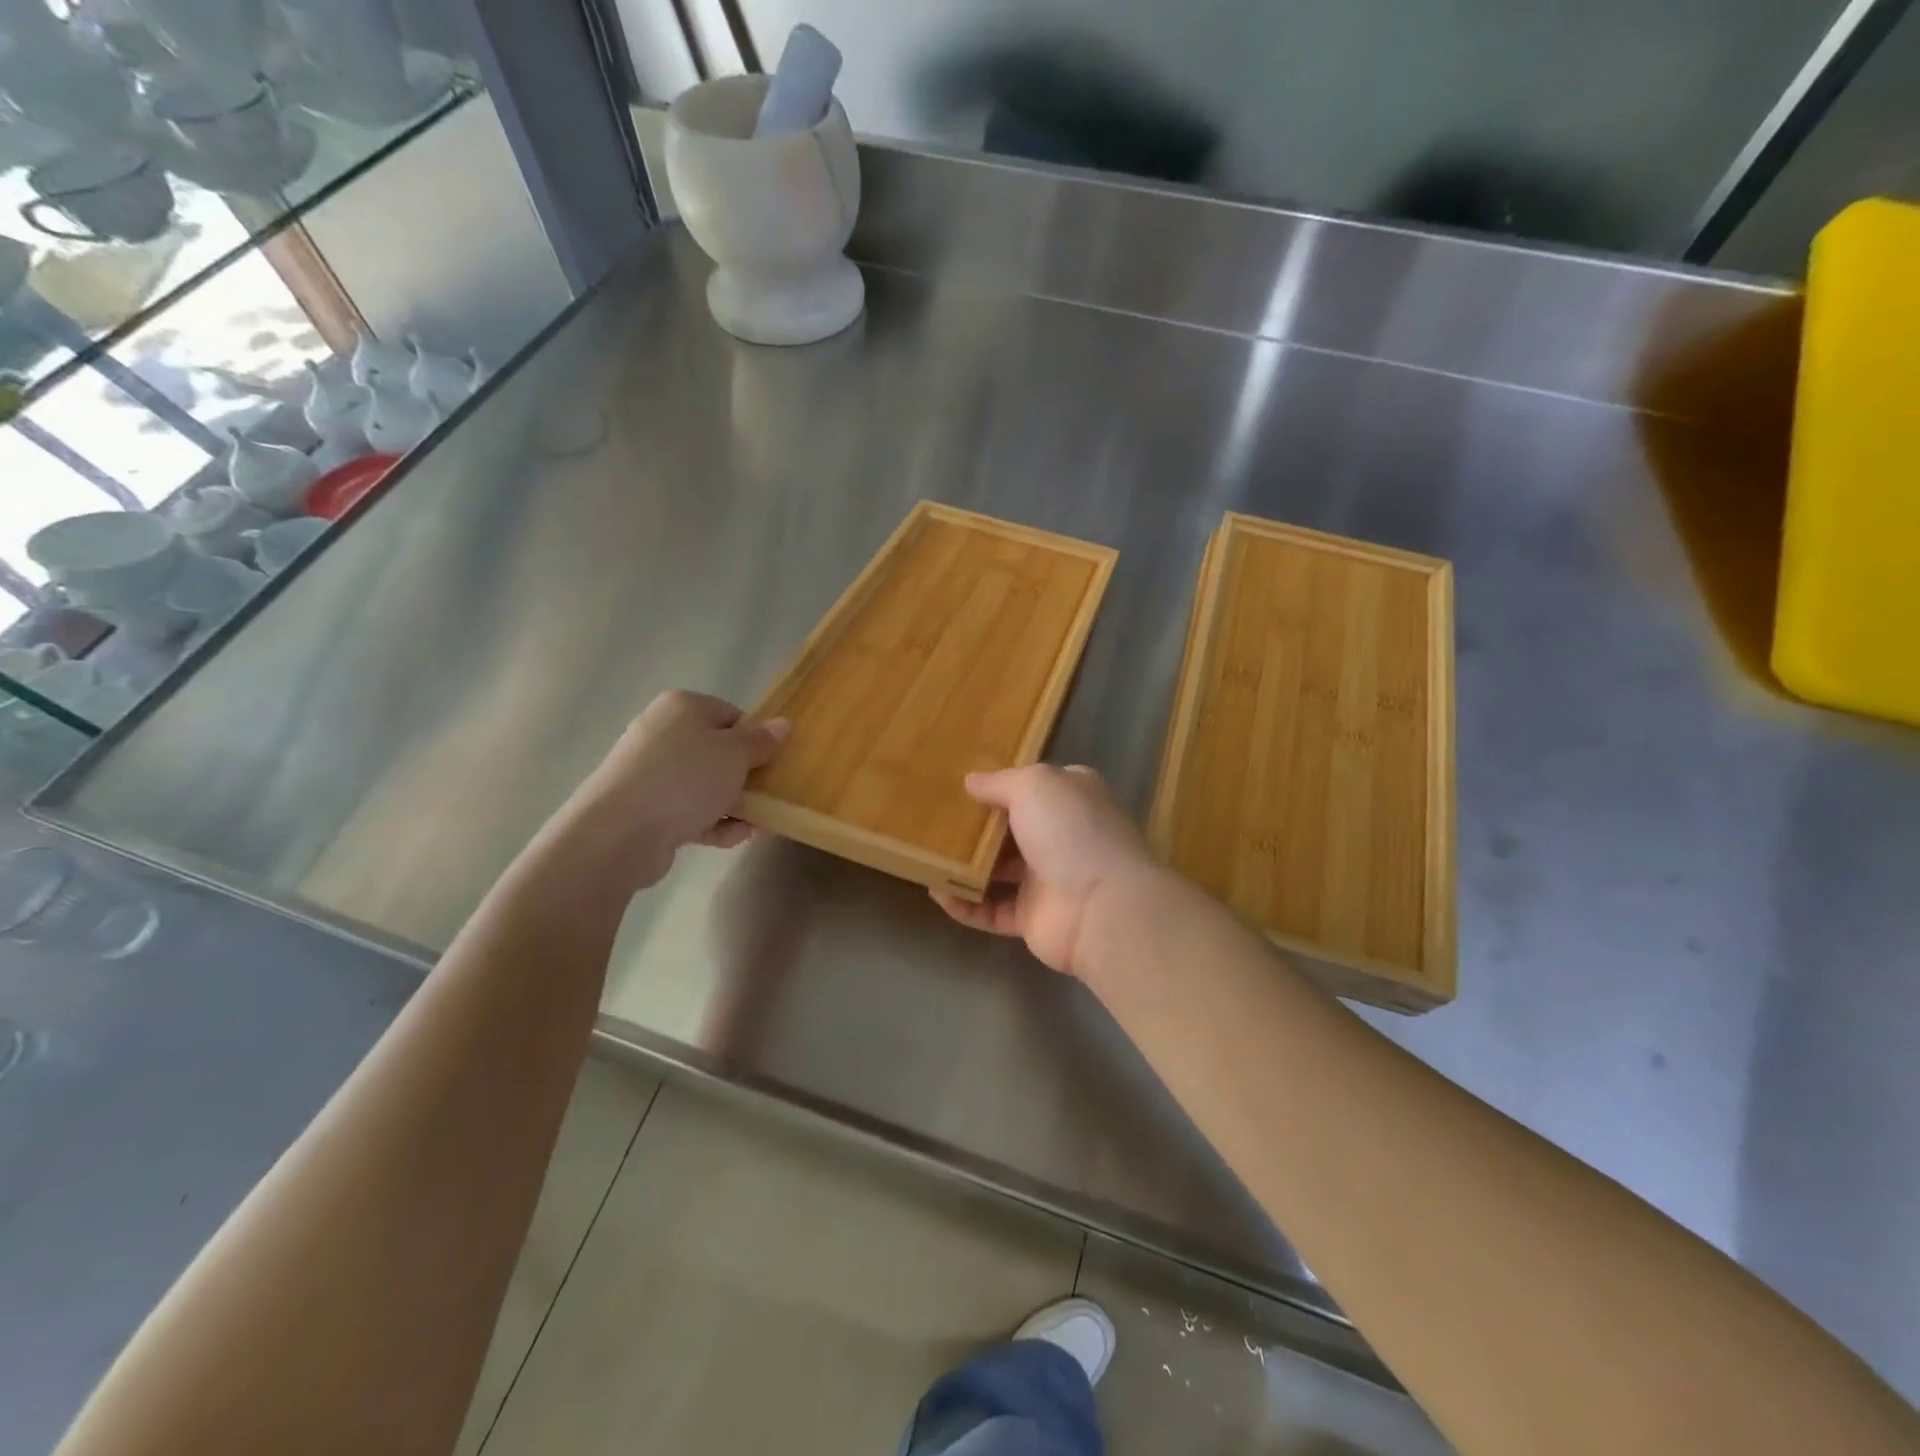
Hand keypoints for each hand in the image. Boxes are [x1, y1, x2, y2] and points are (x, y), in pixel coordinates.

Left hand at [561, 690, 788, 890]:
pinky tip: (735, 837)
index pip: (731, 715)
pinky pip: (688, 811)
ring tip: (756, 824)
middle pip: (717, 751)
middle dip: (745, 776)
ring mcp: (650, 772)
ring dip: (733, 804)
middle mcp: (663, 733)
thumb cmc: (685, 779)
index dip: (756, 739)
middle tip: (769, 796)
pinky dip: (712, 822)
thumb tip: (783, 724)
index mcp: (683, 707)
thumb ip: (761, 740)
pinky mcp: (645, 808)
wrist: (620, 832)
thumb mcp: (735, 754)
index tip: (773, 763)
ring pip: (704, 784)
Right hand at [930, 764, 1159, 978]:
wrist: (1102, 906)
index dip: (1002, 785)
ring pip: (998, 871)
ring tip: (927, 856)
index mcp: (1071, 798)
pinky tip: (937, 893)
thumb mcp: (1034, 785)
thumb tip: (972, 781)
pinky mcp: (1032, 918)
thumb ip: (1000, 782)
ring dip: (965, 866)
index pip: (1035, 786)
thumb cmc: (1070, 830)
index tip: (962, 785)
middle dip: (977, 827)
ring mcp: (1047, 879)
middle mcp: (1062, 836)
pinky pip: (991, 910)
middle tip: (934, 821)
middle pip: (1012, 829)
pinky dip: (965, 904)